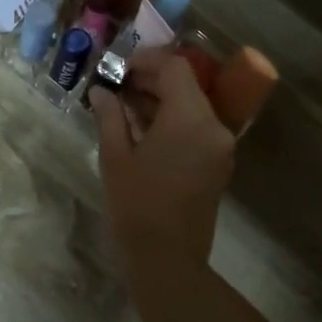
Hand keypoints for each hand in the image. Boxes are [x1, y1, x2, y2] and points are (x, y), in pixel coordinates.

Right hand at [91, 48, 235, 271]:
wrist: (168, 261)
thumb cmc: (136, 208)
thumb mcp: (115, 158)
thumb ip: (110, 117)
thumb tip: (100, 91)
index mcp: (190, 119)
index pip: (176, 68)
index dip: (148, 61)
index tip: (119, 68)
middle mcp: (214, 126)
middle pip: (187, 85)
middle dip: (153, 79)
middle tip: (118, 85)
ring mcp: (220, 146)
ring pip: (193, 106)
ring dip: (163, 100)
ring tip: (125, 105)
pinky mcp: (219, 163)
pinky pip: (198, 127)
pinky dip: (174, 120)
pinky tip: (144, 128)